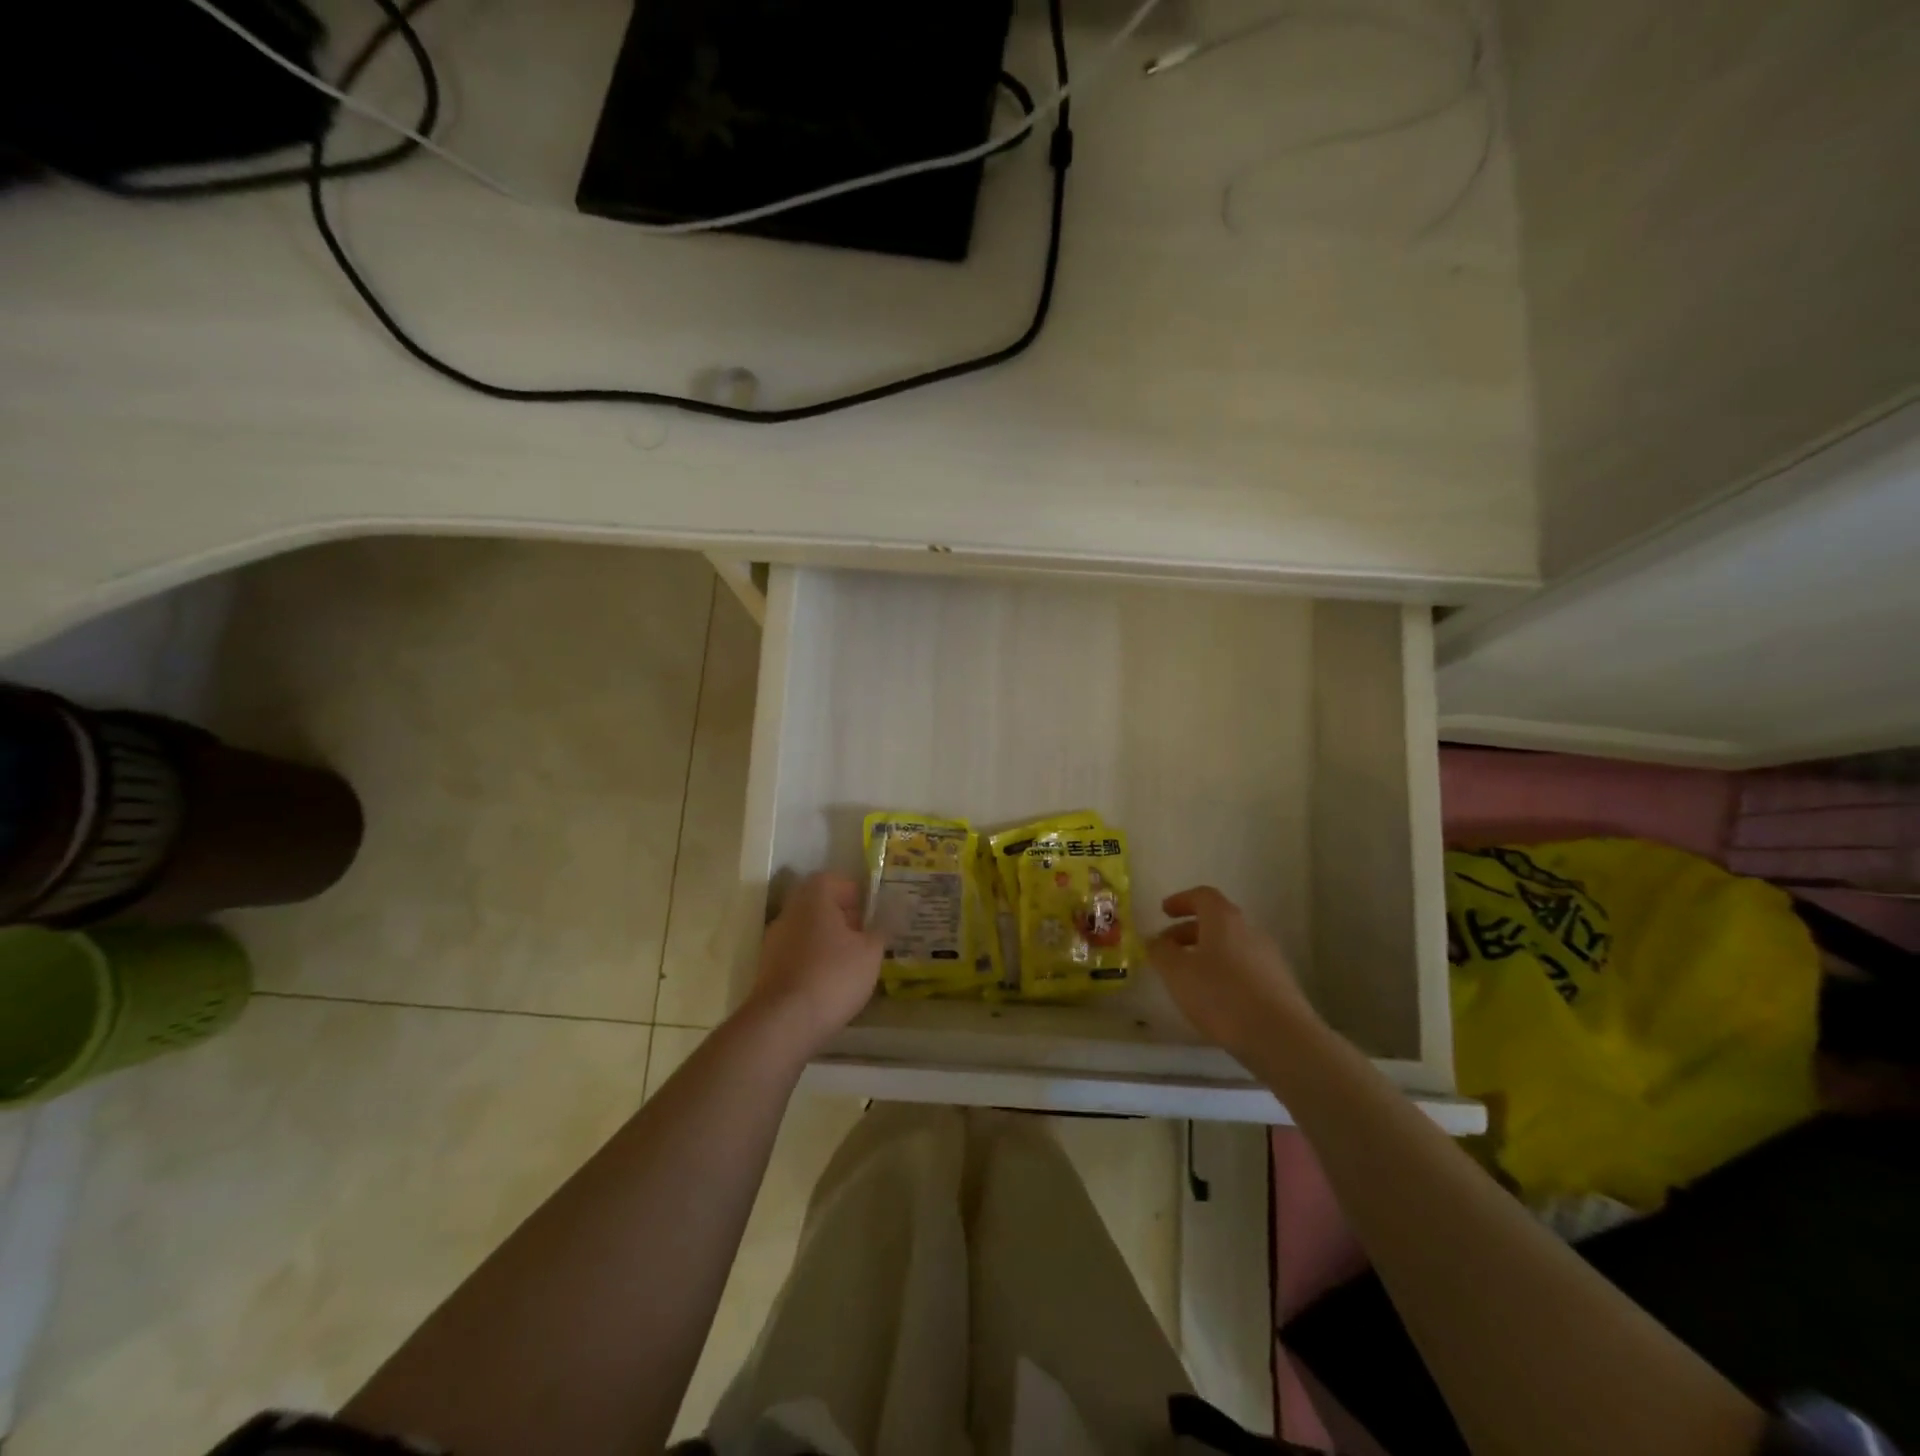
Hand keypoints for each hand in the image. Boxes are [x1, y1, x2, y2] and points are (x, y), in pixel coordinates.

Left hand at [744, 871, 884, 1054]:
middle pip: (817, 905)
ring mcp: (773, 942)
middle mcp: (789, 913)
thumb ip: (879, 932)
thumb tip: (882, 922)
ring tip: (850, 964)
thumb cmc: (833, 976)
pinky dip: (812, 962)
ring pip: (806, 931)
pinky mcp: (767, 970)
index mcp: (813, 899)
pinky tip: (829, 984)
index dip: (852, 892)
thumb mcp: (870, 953)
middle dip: (841, 918)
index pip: (832, 880)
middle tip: (863, 937)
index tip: (869, 912)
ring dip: (826, 941)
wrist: (783, 1022)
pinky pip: (796, 955)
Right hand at [1148, 886, 1319, 1061]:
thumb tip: (1155, 940)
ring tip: (1187, 979)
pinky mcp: (1280, 986)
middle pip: (1217, 922)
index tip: (1163, 912)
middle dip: (1189, 932)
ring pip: (1231, 947)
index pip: (1202, 895)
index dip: (1181, 901)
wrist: (1281, 1038)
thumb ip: (1161, 952)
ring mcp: (1269, 958)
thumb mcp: (1177, 972)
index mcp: (1224, 919)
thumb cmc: (1221, 995)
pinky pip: (1244, 969)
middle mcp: (1250, 931)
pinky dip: (1224, 975)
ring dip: (1206, 955)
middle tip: (1168, 950)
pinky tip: (1214, 1000)